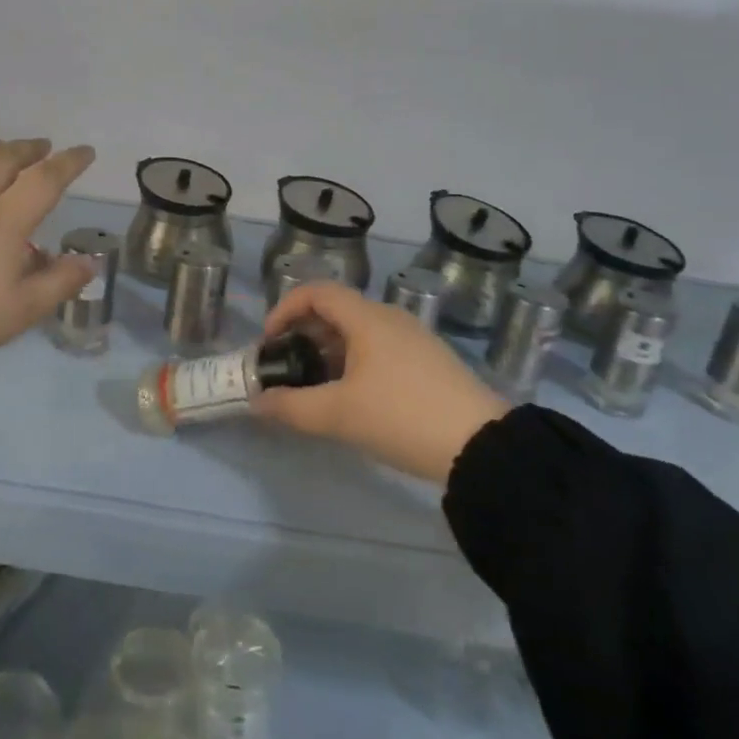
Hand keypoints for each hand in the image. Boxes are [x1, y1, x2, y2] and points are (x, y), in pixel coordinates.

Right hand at [256, 282, 509, 483]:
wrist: (482, 446)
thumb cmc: (402, 417)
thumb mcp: (339, 415)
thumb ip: (291, 407)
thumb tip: (256, 403)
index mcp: (367, 318)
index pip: (316, 292)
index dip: (285, 309)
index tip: (269, 342)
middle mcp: (390, 318)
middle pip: (335, 310)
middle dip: (303, 334)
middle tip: (286, 367)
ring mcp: (413, 338)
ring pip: (358, 331)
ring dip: (328, 351)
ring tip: (314, 386)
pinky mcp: (428, 362)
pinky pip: (378, 348)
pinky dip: (353, 361)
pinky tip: (353, 398)